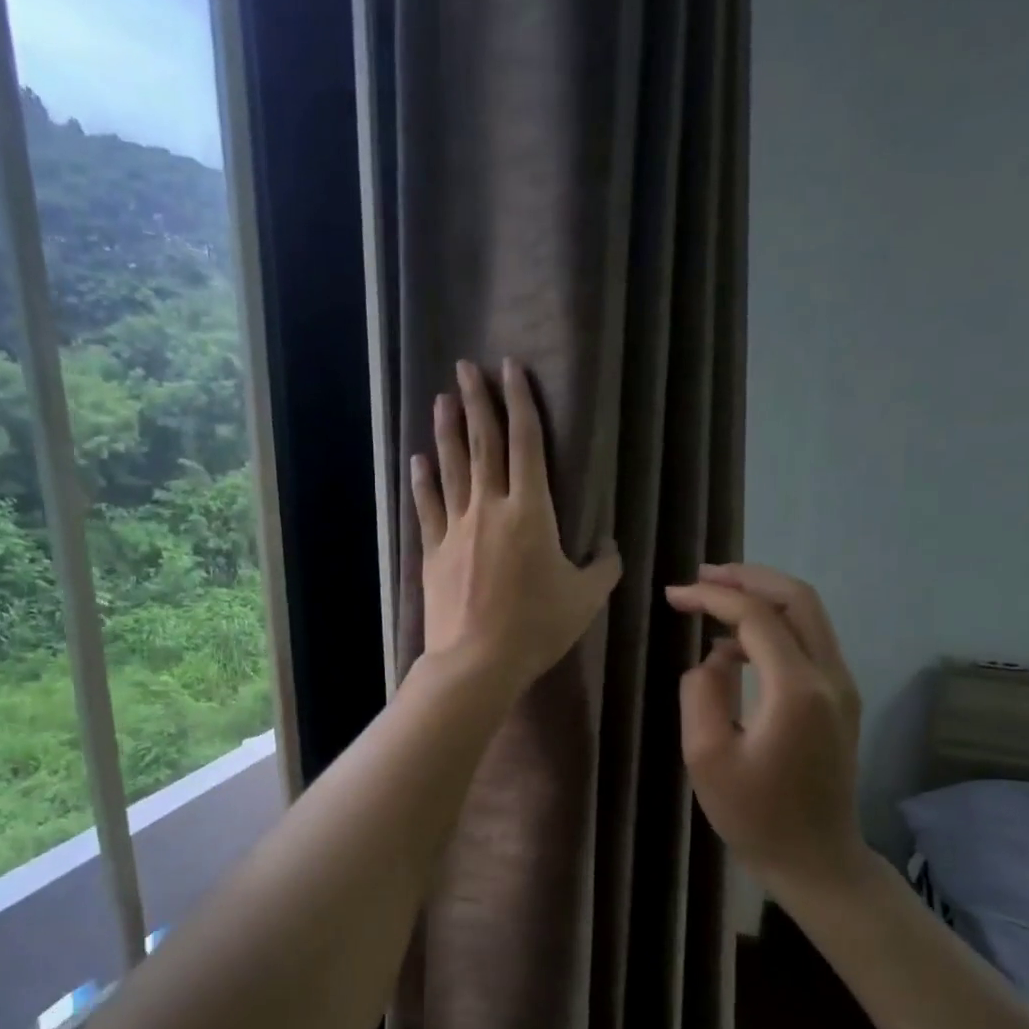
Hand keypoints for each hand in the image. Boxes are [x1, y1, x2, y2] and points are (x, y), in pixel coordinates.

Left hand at [413, 358, 621, 696]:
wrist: (477, 661)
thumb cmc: (537, 627)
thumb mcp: (585, 598)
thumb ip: (603, 566)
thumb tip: (609, 546)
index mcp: (531, 512)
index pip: (526, 443)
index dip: (519, 403)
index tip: (510, 368)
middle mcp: (490, 508)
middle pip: (483, 444)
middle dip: (477, 402)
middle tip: (466, 367)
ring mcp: (456, 528)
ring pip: (451, 468)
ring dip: (447, 430)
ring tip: (443, 399)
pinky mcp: (434, 552)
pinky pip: (428, 507)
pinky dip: (424, 481)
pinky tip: (419, 461)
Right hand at [665, 563, 866, 891]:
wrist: (816, 860)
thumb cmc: (755, 815)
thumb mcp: (706, 756)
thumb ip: (701, 692)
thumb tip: (713, 659)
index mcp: (796, 689)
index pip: (756, 617)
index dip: (712, 596)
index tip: (673, 595)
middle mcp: (830, 676)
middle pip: (798, 598)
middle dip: (747, 578)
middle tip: (702, 575)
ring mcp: (842, 687)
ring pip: (809, 616)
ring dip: (763, 598)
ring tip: (714, 599)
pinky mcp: (840, 700)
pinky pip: (809, 642)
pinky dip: (774, 627)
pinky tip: (736, 645)